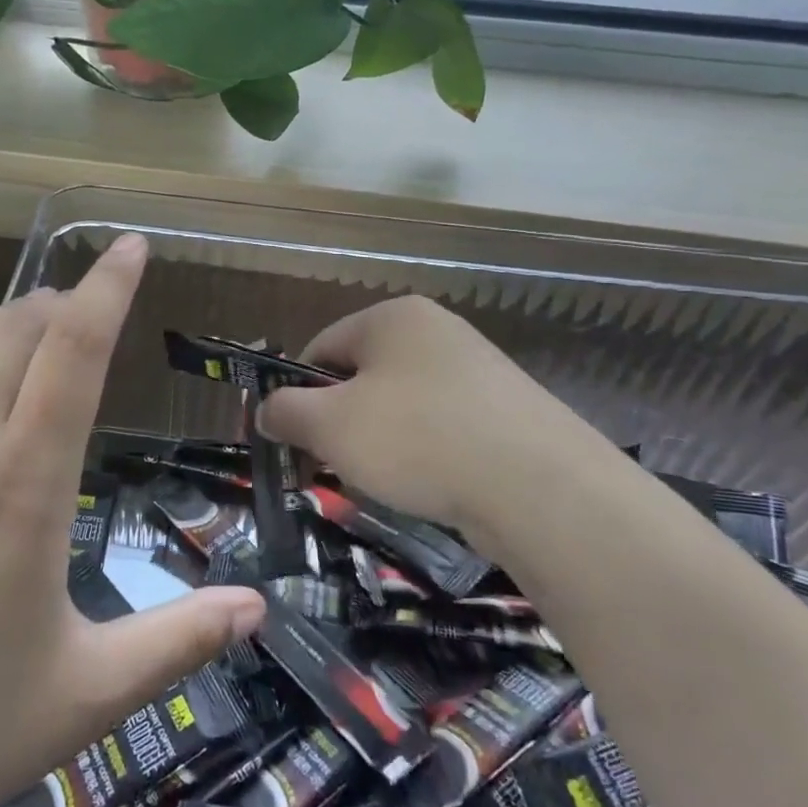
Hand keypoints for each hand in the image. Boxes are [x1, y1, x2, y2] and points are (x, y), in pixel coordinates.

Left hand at [0, 234, 264, 806]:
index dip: (108, 288)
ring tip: (21, 325)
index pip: (76, 350)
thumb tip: (258, 611)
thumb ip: (177, 642)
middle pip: (16, 329)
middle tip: (78, 308)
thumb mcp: (83, 694)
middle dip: (57, 305)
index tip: (129, 245)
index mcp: (23, 480)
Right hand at [256, 296, 623, 561]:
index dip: (297, 395)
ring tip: (386, 482)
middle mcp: (437, 331)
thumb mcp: (330, 426)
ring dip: (379, 442)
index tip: (294, 441)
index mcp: (392, 317)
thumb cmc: (417, 439)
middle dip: (339, 423)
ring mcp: (478, 370)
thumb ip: (285, 412)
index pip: (320, 348)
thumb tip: (265, 411)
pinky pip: (442, 427)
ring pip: (401, 406)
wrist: (542, 489)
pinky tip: (430, 486)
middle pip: (361, 377)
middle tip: (335, 466)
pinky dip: (424, 455)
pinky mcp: (507, 410)